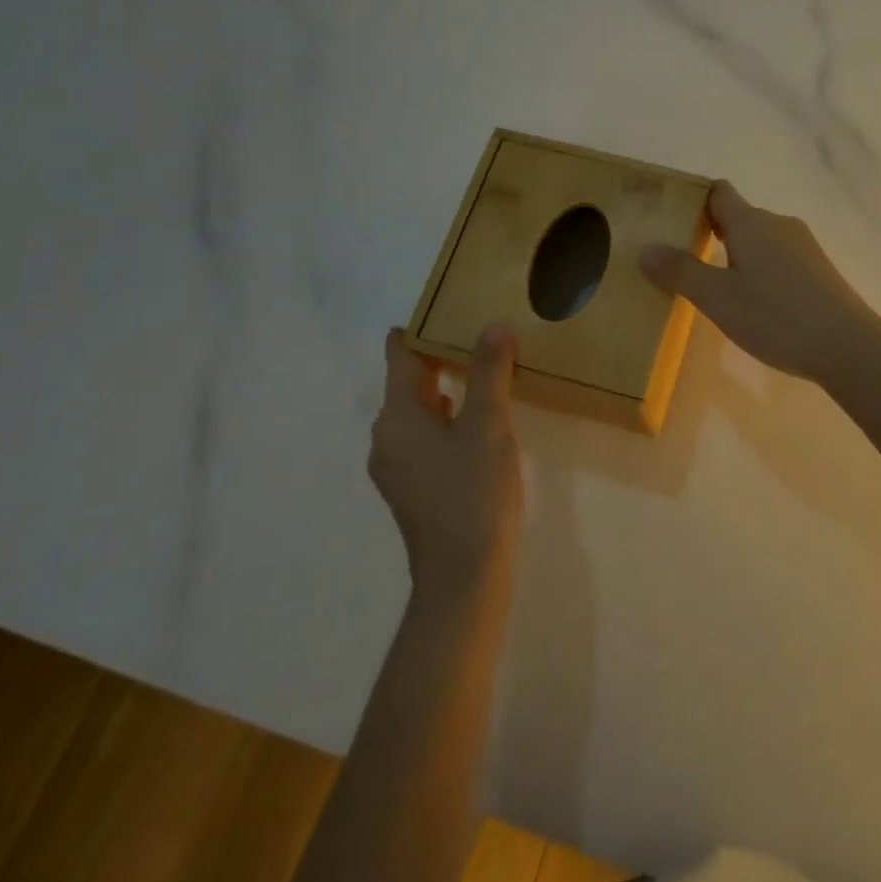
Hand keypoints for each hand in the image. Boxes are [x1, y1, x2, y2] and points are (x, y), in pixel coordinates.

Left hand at [370, 325, 523, 594]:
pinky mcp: (412, 488)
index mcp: (397, 418)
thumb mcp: (488, 426)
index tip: (446, 306)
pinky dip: (446, 418)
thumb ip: (490, 373)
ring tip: (484, 372)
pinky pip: (424, 436)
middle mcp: (387, 438)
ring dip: (446, 389)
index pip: (401, 357)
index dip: (420, 329)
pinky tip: (477, 422)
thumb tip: (493, 326)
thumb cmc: (473, 492)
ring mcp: (396, 467)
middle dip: (439, 357)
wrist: (463, 575)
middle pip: (408, 383)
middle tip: (477, 334)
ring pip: (418, 412)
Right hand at [639, 180, 878, 385]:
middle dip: (711, 233)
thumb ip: (680, 271)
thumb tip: (644, 248)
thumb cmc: (775, 316)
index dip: (693, 200)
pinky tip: (756, 304)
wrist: (847, 345)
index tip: (671, 221)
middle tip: (683, 262)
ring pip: (760, 239)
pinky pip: (780, 258)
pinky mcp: (819, 269)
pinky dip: (761, 271)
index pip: (718, 192)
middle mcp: (779, 224)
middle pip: (738, 216)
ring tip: (716, 288)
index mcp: (751, 222)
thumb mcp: (717, 298)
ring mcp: (804, 246)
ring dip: (737, 255)